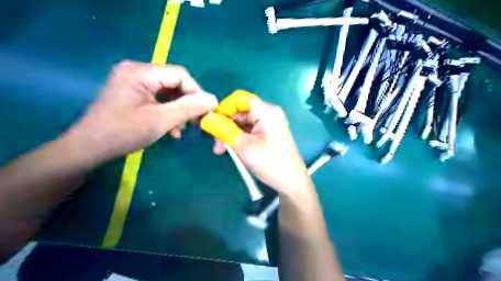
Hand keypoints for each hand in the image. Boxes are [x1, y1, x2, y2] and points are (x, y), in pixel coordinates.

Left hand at [68, 61, 216, 161]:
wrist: (89, 149)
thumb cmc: (123, 133)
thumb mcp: (161, 120)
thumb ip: (189, 108)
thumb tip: (213, 99)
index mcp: (140, 72)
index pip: (180, 74)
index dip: (197, 92)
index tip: (207, 110)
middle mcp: (136, 71)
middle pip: (174, 82)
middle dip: (187, 103)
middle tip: (196, 121)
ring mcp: (133, 82)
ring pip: (168, 92)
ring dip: (178, 109)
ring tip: (182, 128)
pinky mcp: (133, 93)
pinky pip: (158, 98)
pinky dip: (168, 111)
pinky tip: (172, 128)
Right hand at [201, 92, 311, 195]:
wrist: (292, 181)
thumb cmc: (269, 163)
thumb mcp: (243, 146)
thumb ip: (224, 130)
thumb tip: (208, 119)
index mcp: (266, 111)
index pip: (239, 98)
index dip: (224, 108)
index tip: (213, 122)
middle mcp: (269, 112)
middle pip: (240, 111)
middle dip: (225, 125)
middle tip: (216, 144)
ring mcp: (270, 123)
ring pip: (244, 121)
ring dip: (231, 132)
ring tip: (222, 150)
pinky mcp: (269, 132)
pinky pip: (250, 128)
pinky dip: (240, 136)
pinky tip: (234, 148)